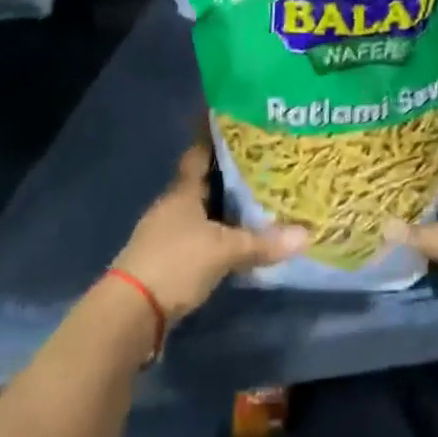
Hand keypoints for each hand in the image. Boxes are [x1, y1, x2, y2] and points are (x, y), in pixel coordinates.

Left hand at [112, 141, 307, 324]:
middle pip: (200, 182)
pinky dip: (214, 235)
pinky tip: (232, 241)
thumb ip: (261, 243)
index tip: (233, 124)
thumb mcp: (223, 251)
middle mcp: (172, 205)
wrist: (131, 311)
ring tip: (253, 202)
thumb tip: (306, 234)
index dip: (212, 138)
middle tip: (259, 165)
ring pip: (198, 211)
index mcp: (182, 191)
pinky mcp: (164, 260)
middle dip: (226, 175)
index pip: (198, 153)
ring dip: (220, 208)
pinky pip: (196, 237)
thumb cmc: (176, 262)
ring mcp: (164, 233)